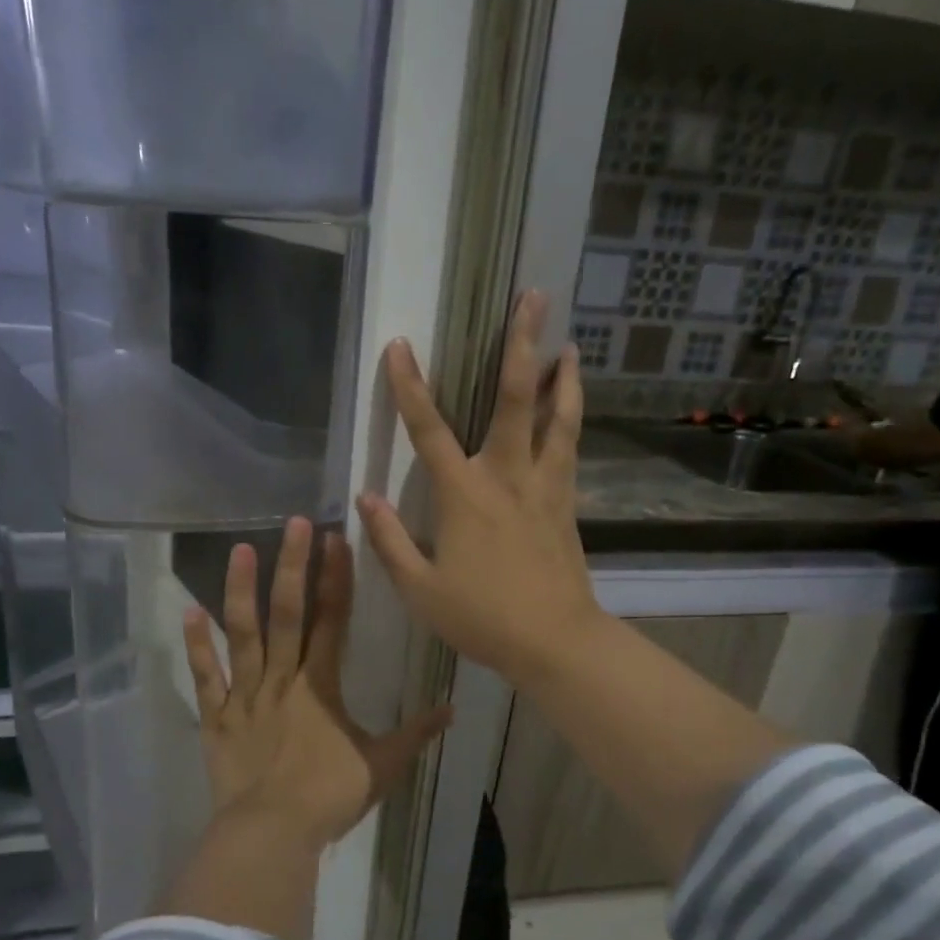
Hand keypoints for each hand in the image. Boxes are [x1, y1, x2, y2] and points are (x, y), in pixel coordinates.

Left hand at [182, 517, 451, 851]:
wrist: (272, 833)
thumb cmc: (330, 796)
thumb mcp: (383, 766)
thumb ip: (416, 734)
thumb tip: (452, 710)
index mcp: (321, 684)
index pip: (333, 619)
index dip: (336, 577)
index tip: (335, 539)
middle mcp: (282, 677)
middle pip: (288, 612)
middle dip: (293, 565)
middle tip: (294, 523)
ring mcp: (244, 694)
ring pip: (242, 633)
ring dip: (241, 590)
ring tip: (241, 549)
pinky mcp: (216, 716)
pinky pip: (205, 676)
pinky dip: (196, 645)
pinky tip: (189, 611)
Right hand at [357, 291, 605, 690]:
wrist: (555, 642)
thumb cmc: (481, 617)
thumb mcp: (419, 588)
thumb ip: (389, 540)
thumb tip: (366, 496)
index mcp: (463, 495)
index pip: (428, 429)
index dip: (409, 386)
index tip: (400, 345)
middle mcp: (506, 476)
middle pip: (516, 399)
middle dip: (522, 344)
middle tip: (534, 298)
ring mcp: (544, 486)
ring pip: (560, 418)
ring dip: (563, 378)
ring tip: (570, 345)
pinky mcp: (568, 503)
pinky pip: (571, 449)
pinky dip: (573, 419)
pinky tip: (574, 408)